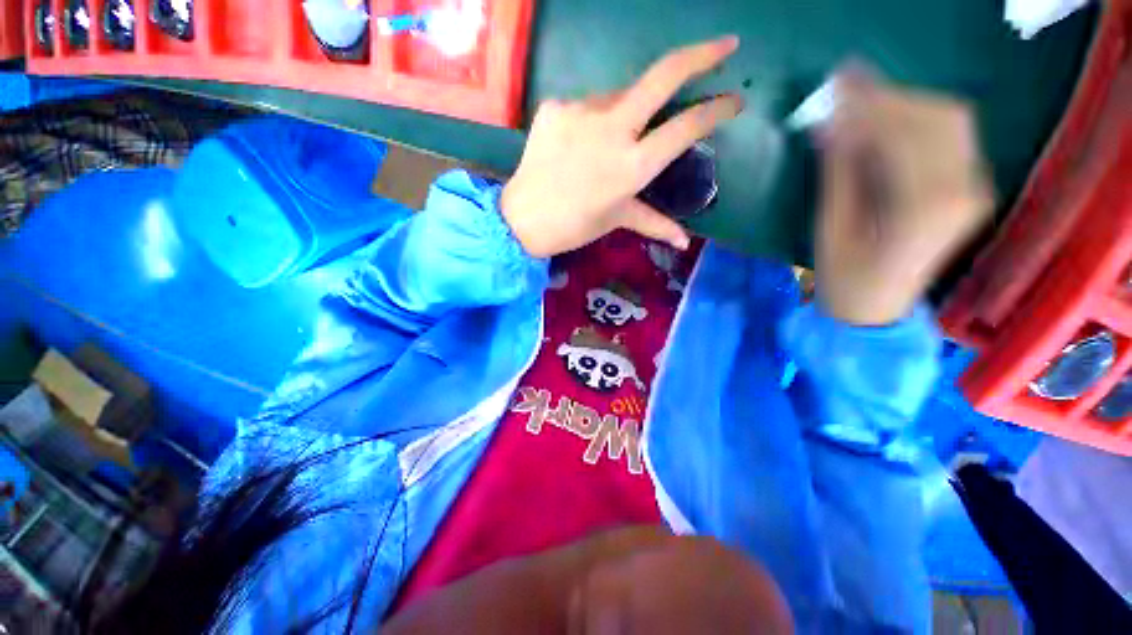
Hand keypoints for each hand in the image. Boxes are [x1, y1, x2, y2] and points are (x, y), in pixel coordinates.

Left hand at [501, 37, 744, 257]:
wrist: (523, 218)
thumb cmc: (575, 225)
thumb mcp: (617, 219)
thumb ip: (655, 223)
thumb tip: (685, 241)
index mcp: (632, 166)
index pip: (686, 127)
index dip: (716, 110)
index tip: (735, 101)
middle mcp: (612, 130)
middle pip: (663, 76)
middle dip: (701, 55)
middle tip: (726, 43)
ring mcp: (580, 112)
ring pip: (619, 96)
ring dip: (626, 110)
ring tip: (608, 142)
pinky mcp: (556, 106)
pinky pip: (586, 106)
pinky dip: (591, 121)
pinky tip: (578, 145)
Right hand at [816, 71, 993, 324]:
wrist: (876, 309)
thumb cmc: (843, 275)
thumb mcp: (831, 223)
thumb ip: (840, 168)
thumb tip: (834, 119)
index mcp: (926, 206)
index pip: (904, 130)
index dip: (872, 101)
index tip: (841, 80)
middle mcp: (965, 190)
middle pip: (938, 117)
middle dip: (891, 97)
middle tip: (850, 91)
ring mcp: (974, 188)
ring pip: (949, 121)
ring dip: (906, 105)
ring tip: (865, 106)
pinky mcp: (971, 187)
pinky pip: (950, 138)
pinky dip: (918, 122)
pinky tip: (887, 125)